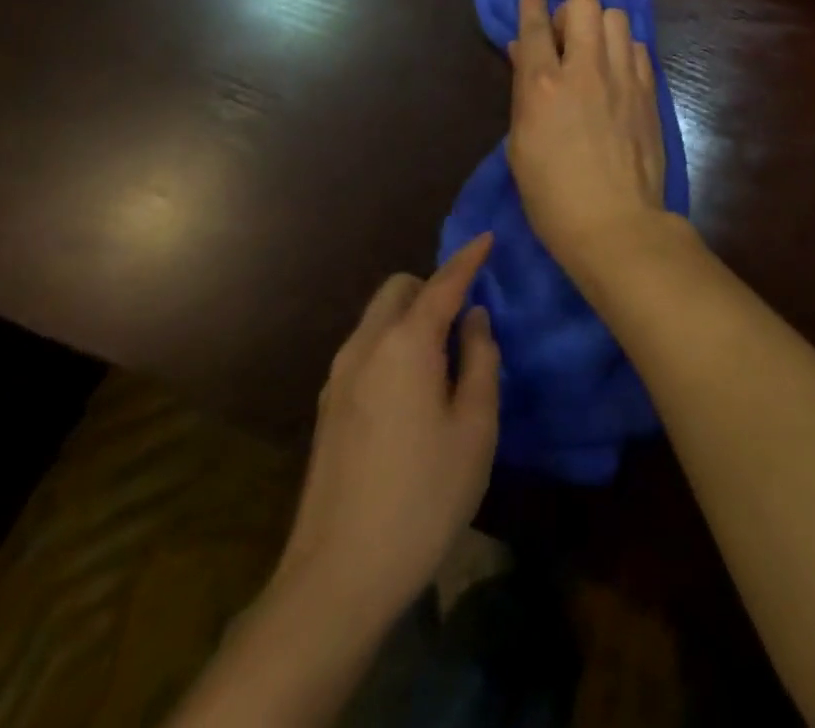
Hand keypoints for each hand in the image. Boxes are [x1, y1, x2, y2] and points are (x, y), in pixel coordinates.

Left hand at [272, 235, 500, 630]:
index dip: (468, 258)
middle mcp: (366, 347)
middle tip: (467, 318)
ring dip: (411, 316)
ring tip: (444, 355)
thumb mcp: (475, 427)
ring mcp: (338, 377)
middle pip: (399, 289)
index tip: (487, 238)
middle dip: (433, 287)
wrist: (338, 577)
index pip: (443, 283)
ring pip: (379, 318)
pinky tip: (413, 386)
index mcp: (406, 344)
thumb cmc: (424, 495)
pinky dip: (393, 343)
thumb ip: (481, 360)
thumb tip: (475, 319)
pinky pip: (366, 348)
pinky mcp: (327, 407)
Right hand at [507, 0, 667, 259]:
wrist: (615, 223)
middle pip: (585, 6)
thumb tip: (526, 54)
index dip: (530, 1)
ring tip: (594, 54)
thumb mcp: (521, 145)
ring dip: (601, 28)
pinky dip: (625, 51)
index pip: (534, 26)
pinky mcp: (649, 92)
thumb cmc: (553, 196)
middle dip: (571, 14)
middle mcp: (586, 69)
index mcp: (543, 85)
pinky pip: (639, 48)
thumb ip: (524, 92)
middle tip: (565, 42)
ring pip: (618, 19)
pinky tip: (618, 74)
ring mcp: (623, 78)